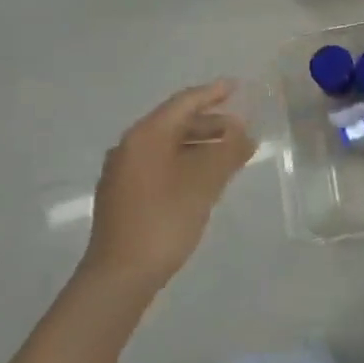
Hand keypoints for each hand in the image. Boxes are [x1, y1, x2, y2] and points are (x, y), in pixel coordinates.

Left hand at [84, 80, 255, 291]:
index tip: (237, 88)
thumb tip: (242, 132)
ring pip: (167, 146)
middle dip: (210, 123)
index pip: (184, 103)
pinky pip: (159, 165)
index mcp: (146, 136)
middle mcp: (129, 146)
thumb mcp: (204, 182)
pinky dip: (184, 162)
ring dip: (199, 145)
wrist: (120, 275)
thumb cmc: (165, 219)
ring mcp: (122, 172)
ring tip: (228, 155)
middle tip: (241, 129)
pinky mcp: (123, 195)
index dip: (213, 93)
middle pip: (174, 123)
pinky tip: (203, 179)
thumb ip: (227, 151)